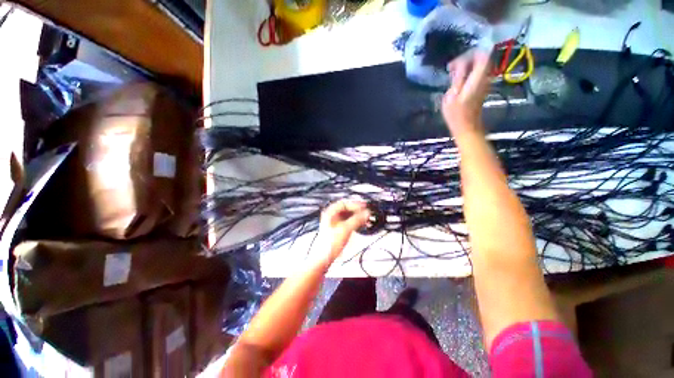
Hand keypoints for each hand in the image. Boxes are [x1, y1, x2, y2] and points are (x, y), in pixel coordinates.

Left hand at [315, 199, 370, 264]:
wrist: (323, 259)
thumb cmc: (329, 244)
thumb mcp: (345, 229)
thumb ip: (357, 220)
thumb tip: (366, 213)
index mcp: (330, 213)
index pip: (344, 203)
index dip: (355, 204)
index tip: (364, 206)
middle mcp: (331, 216)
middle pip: (346, 209)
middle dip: (357, 211)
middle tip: (367, 213)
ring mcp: (334, 223)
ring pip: (348, 216)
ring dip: (357, 217)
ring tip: (366, 219)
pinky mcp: (337, 230)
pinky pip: (348, 223)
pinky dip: (355, 223)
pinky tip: (361, 225)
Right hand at [442, 51, 491, 138]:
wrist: (466, 127)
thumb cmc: (456, 115)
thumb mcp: (451, 96)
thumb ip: (458, 78)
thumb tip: (461, 64)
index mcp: (477, 79)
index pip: (481, 56)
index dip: (467, 55)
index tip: (453, 65)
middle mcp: (485, 78)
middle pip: (482, 58)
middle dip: (467, 59)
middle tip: (452, 68)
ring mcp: (485, 83)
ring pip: (480, 65)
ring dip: (467, 66)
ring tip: (454, 74)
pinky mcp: (482, 87)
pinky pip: (478, 73)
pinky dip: (468, 73)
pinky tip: (458, 80)